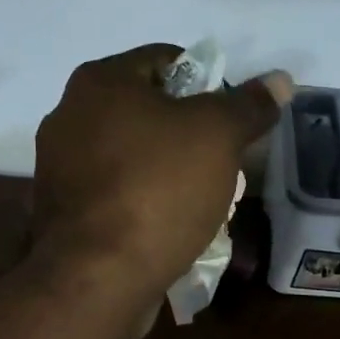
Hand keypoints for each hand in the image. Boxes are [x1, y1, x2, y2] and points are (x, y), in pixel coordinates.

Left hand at [33, 44, 292, 296]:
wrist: (99, 277)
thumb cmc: (158, 190)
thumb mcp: (218, 138)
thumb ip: (248, 106)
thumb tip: (280, 80)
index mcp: (100, 82)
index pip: (165, 60)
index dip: (208, 83)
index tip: (232, 121)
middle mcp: (69, 116)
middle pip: (146, 112)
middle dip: (188, 137)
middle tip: (222, 165)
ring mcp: (59, 169)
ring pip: (131, 158)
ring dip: (166, 174)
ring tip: (200, 202)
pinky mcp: (61, 215)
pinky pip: (115, 197)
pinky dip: (142, 206)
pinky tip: (167, 229)